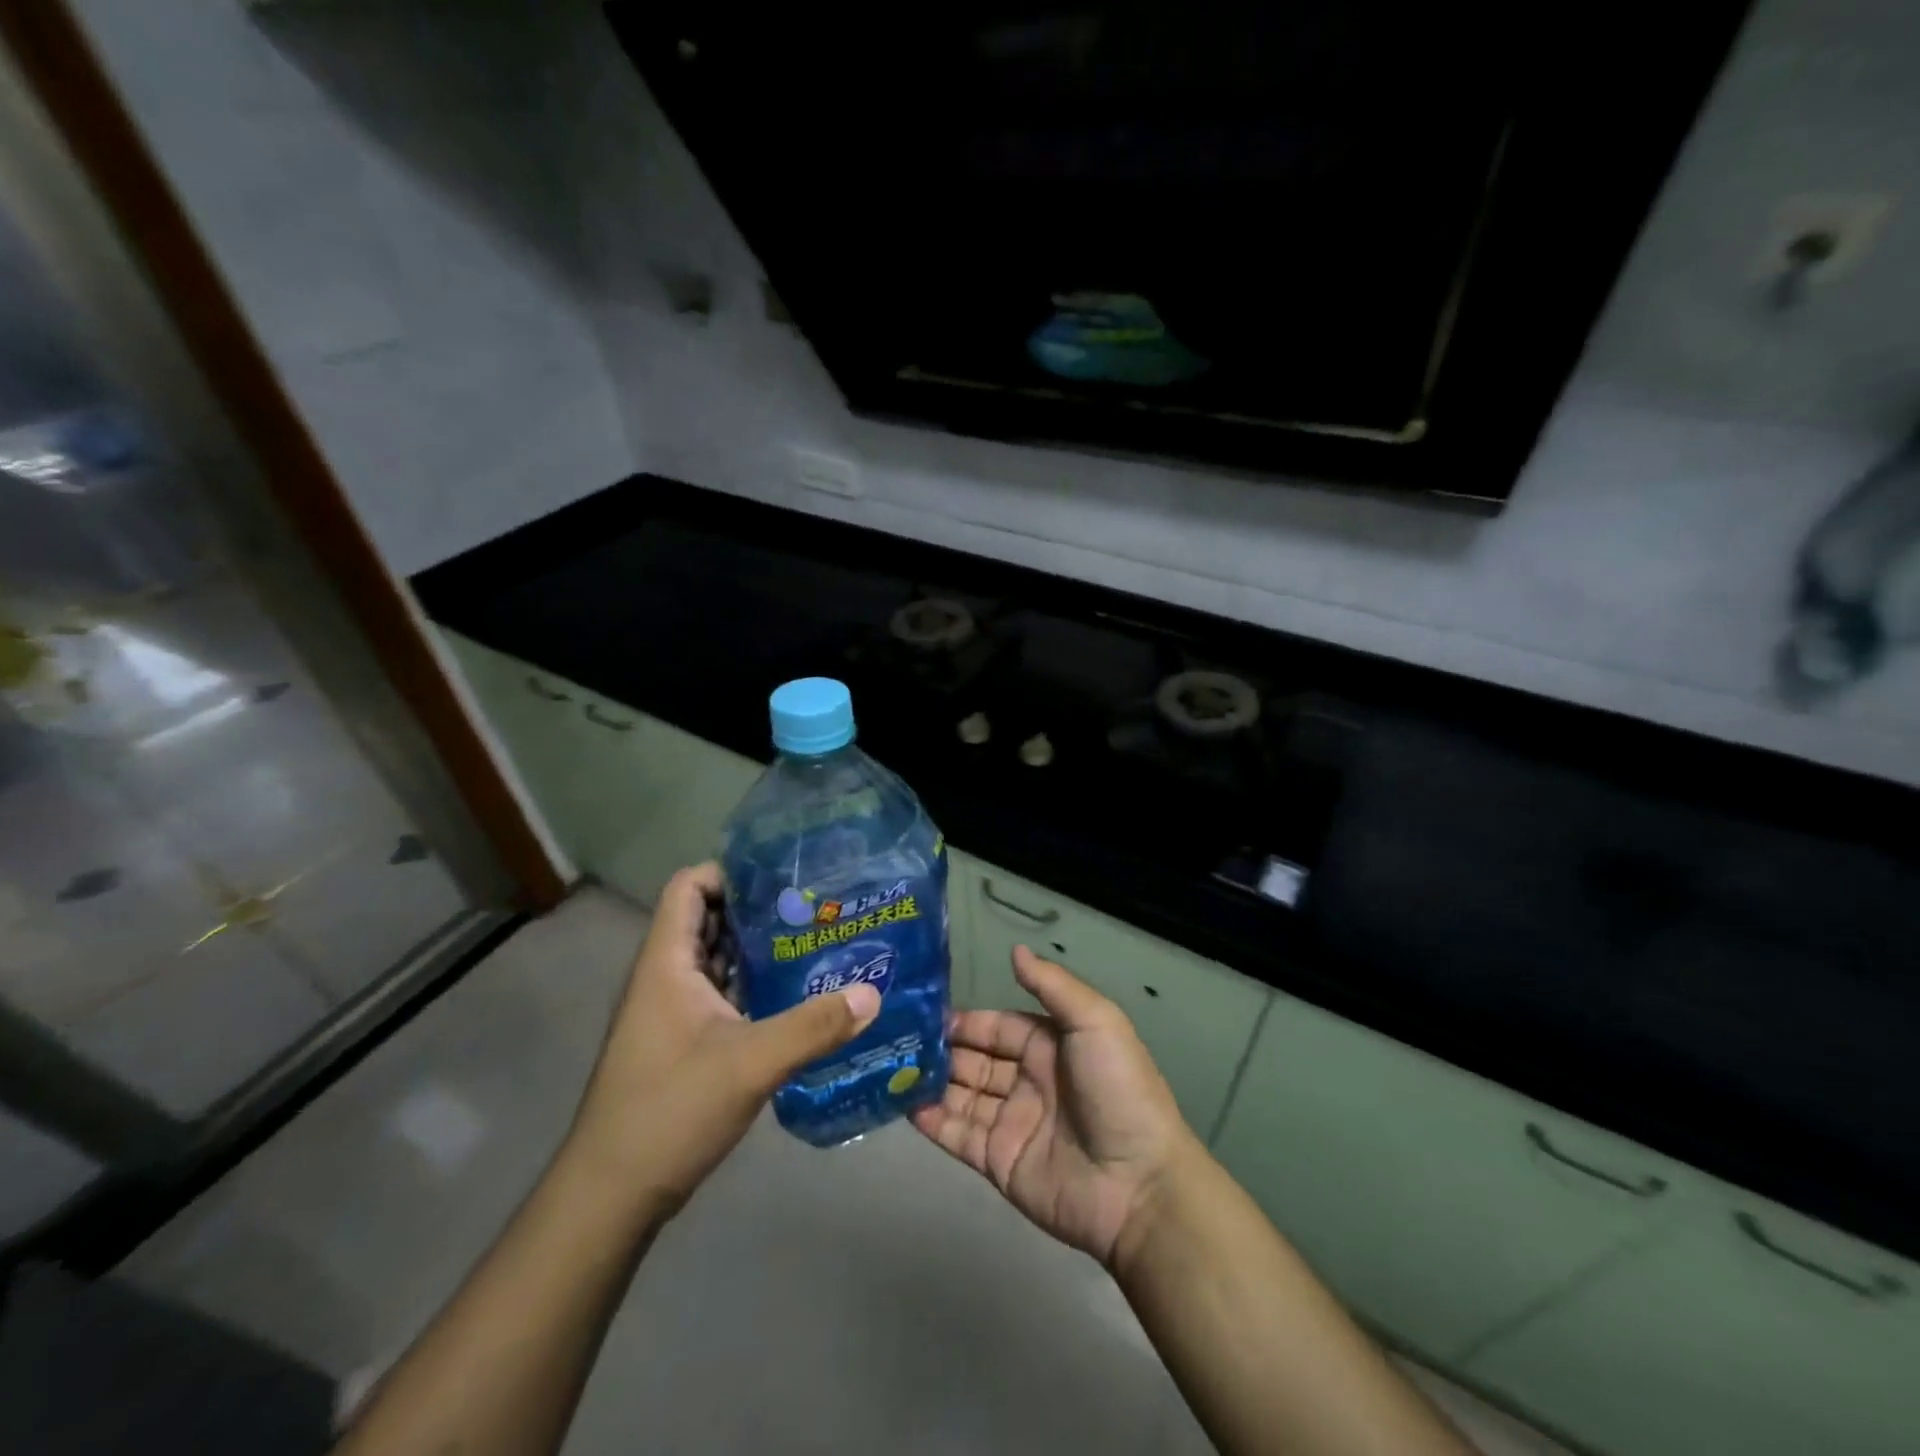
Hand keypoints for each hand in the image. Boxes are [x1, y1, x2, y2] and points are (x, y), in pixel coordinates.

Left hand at [566, 862, 880, 1212]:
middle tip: (817, 908)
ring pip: (720, 960)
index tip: (784, 877)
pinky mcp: (685, 1042)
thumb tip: (872, 994)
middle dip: (760, 910)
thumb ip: (812, 1027)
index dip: (731, 872)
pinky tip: (798, 997)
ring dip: (761, 950)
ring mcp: (674, 1012)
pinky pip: (724, 995)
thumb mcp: (749, 1064)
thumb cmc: (669, 1111)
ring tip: (818, 943)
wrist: (612, 1195)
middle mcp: (667, 977)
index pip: (690, 887)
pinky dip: (756, 987)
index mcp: (668, 963)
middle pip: (711, 919)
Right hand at [912, 945, 1202, 1268]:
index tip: (925, 1013)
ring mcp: (1011, 1122)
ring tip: (889, 1068)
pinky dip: (932, 1122)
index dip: (966, 1021)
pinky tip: (903, 1106)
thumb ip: (1052, 986)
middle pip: (975, 1059)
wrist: (1138, 1185)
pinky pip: (959, 1135)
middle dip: (941, 1050)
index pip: (997, 1027)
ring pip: (962, 1095)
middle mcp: (1027, 1080)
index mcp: (1049, 1045)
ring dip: (930, 1082)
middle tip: (895, 1040)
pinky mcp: (999, 1162)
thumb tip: (1015, 950)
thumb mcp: (1096, 1023)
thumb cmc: (1117, 1090)